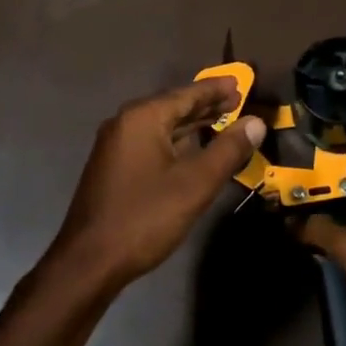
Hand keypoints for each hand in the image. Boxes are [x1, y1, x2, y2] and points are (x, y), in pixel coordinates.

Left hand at [47, 80, 265, 294]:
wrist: (89, 262)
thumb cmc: (145, 217)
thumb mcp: (195, 184)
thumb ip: (228, 149)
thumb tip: (256, 122)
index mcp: (143, 117)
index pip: (187, 93)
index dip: (216, 89)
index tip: (241, 82)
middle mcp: (126, 122)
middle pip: (173, 106)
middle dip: (206, 105)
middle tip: (238, 101)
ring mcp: (116, 145)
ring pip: (162, 125)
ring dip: (192, 124)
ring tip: (222, 121)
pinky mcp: (114, 166)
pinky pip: (152, 142)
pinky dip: (176, 141)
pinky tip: (193, 150)